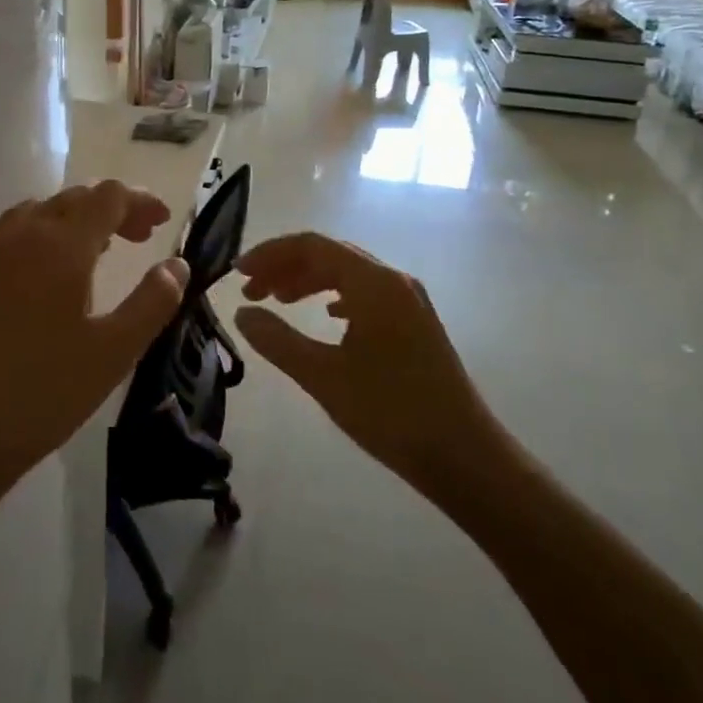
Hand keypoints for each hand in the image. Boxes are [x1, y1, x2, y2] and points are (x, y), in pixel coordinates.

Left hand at [0, 182, 189, 505]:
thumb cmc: (43, 396)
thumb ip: (153, 301)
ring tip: (83, 258)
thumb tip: (176, 264)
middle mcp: (13, 234)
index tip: (159, 223)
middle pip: (69, 200)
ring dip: (64, 225)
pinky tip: (25, 286)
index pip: (107, 197)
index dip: (139, 201)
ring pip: (27, 216)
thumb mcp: (114, 352)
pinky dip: (22, 247)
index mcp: (60, 247)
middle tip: (132, 240)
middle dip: (107, 210)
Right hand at [234, 233, 510, 493]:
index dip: (270, 254)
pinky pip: (366, 293)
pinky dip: (335, 296)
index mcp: (374, 283)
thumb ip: (277, 340)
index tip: (237, 273)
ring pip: (349, 273)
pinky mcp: (415, 323)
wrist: (465, 457)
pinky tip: (325, 316)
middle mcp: (394, 280)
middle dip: (286, 267)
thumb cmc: (391, 413)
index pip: (312, 246)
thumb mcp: (323, 377)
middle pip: (330, 254)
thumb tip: (242, 313)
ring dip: (309, 281)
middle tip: (250, 291)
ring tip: (278, 302)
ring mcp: (409, 301)